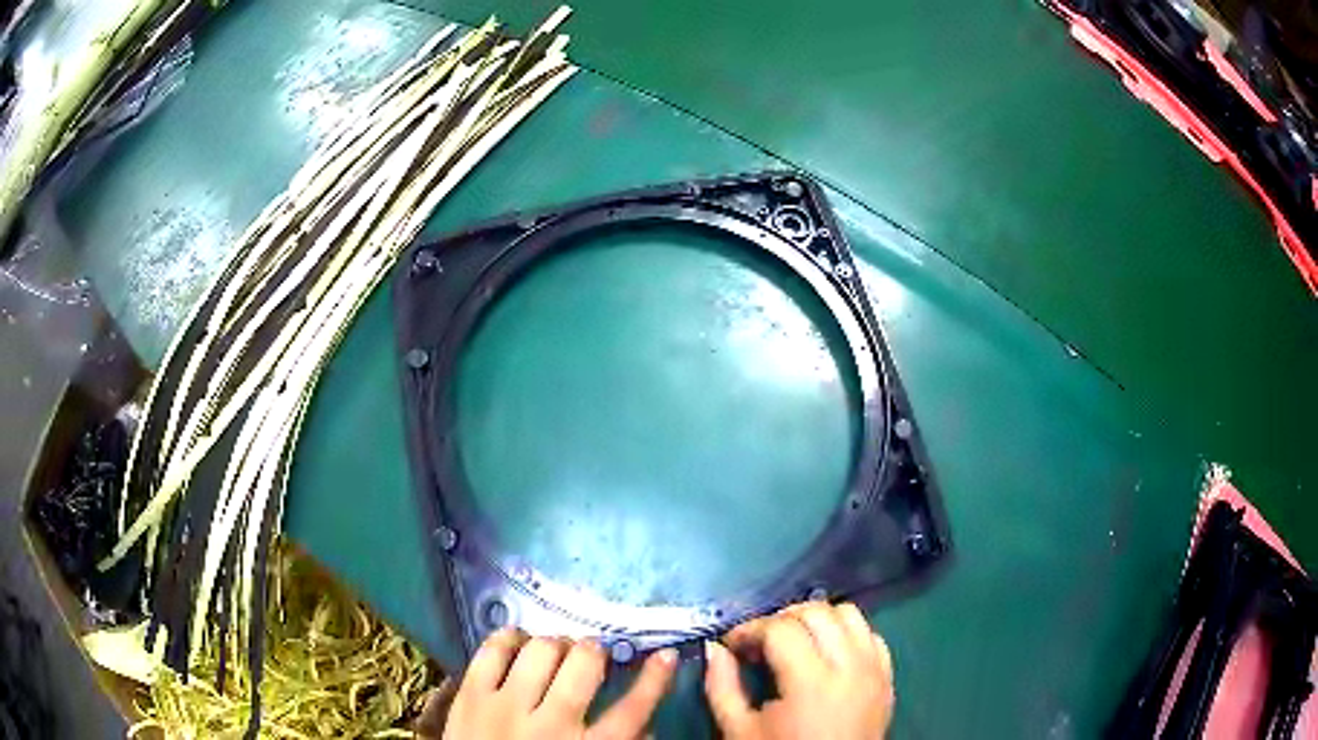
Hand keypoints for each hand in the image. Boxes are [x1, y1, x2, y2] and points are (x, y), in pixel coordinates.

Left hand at [432, 629, 677, 739]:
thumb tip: (648, 724)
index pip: (634, 709)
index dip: (655, 678)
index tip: (667, 655)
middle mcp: (552, 724)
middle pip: (583, 664)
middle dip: (594, 651)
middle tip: (591, 655)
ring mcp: (506, 706)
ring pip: (541, 650)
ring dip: (555, 644)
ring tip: (555, 650)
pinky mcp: (470, 696)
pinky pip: (492, 650)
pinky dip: (509, 637)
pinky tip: (519, 641)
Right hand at [704, 601, 893, 739]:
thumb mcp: (738, 730)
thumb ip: (721, 687)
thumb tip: (715, 648)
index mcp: (810, 682)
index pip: (780, 629)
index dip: (750, 629)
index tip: (731, 644)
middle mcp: (850, 666)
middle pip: (816, 612)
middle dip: (781, 619)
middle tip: (759, 642)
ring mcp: (874, 670)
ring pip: (849, 614)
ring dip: (817, 619)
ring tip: (793, 642)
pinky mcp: (887, 677)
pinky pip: (871, 635)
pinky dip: (848, 633)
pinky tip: (826, 653)